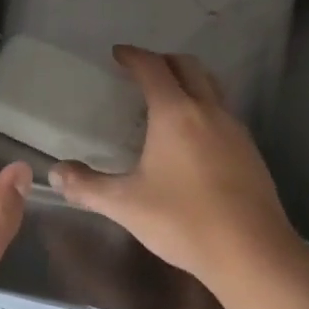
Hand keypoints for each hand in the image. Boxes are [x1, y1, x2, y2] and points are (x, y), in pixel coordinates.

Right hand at [50, 47, 300, 288]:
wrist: (253, 254)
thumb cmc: (184, 221)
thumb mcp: (126, 205)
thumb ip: (88, 186)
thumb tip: (55, 173)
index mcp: (175, 112)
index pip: (152, 67)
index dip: (133, 56)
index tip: (118, 54)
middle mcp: (207, 110)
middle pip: (187, 66)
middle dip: (162, 60)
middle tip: (142, 71)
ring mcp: (234, 129)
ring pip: (211, 86)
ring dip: (189, 80)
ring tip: (169, 98)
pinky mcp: (251, 151)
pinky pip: (224, 112)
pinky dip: (205, 107)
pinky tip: (195, 137)